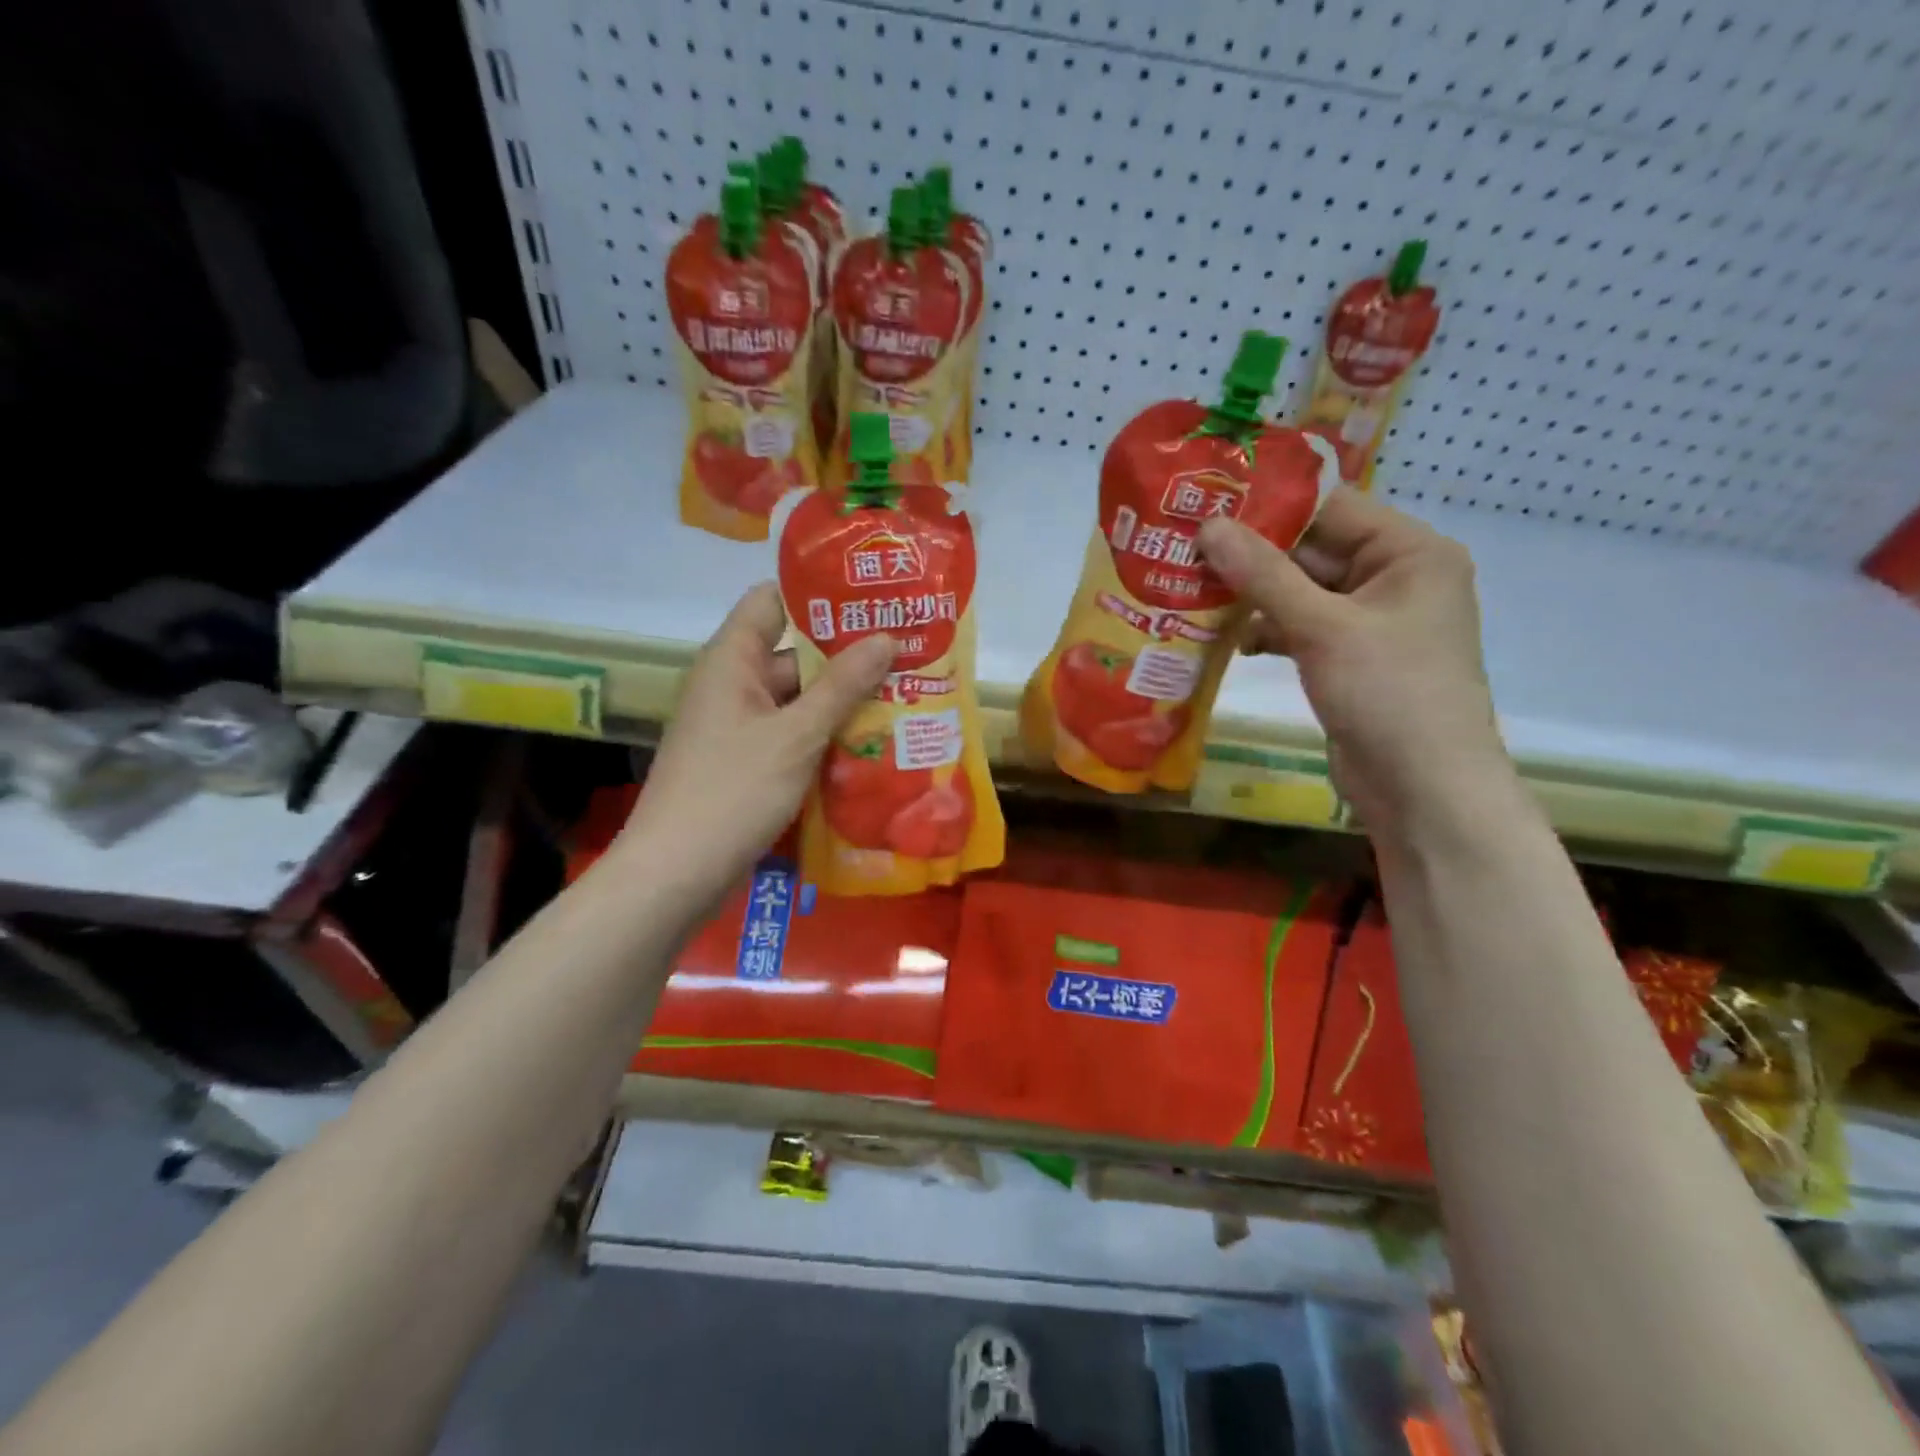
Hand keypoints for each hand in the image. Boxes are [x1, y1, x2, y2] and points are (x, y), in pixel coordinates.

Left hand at [624, 582, 893, 896]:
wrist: (676, 874)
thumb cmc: (733, 791)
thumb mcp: (796, 735)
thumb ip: (843, 686)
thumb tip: (886, 637)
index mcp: (732, 660)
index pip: (772, 601)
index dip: (818, 594)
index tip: (872, 599)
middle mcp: (732, 685)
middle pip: (794, 654)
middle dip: (848, 657)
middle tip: (909, 656)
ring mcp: (738, 727)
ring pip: (798, 701)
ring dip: (843, 703)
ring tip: (905, 698)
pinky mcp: (747, 763)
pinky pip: (792, 736)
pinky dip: (826, 737)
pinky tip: (873, 746)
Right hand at [1197, 489, 1509, 836]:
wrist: (1422, 789)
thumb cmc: (1387, 693)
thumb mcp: (1322, 627)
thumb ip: (1264, 574)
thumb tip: (1209, 527)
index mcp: (1410, 552)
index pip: (1331, 509)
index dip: (1269, 507)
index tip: (1207, 506)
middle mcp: (1394, 577)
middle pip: (1313, 550)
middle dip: (1252, 555)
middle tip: (1186, 549)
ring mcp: (1370, 621)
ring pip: (1300, 592)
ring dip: (1253, 596)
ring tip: (1193, 590)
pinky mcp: (1348, 658)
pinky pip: (1301, 627)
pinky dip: (1267, 631)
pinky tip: (1228, 639)